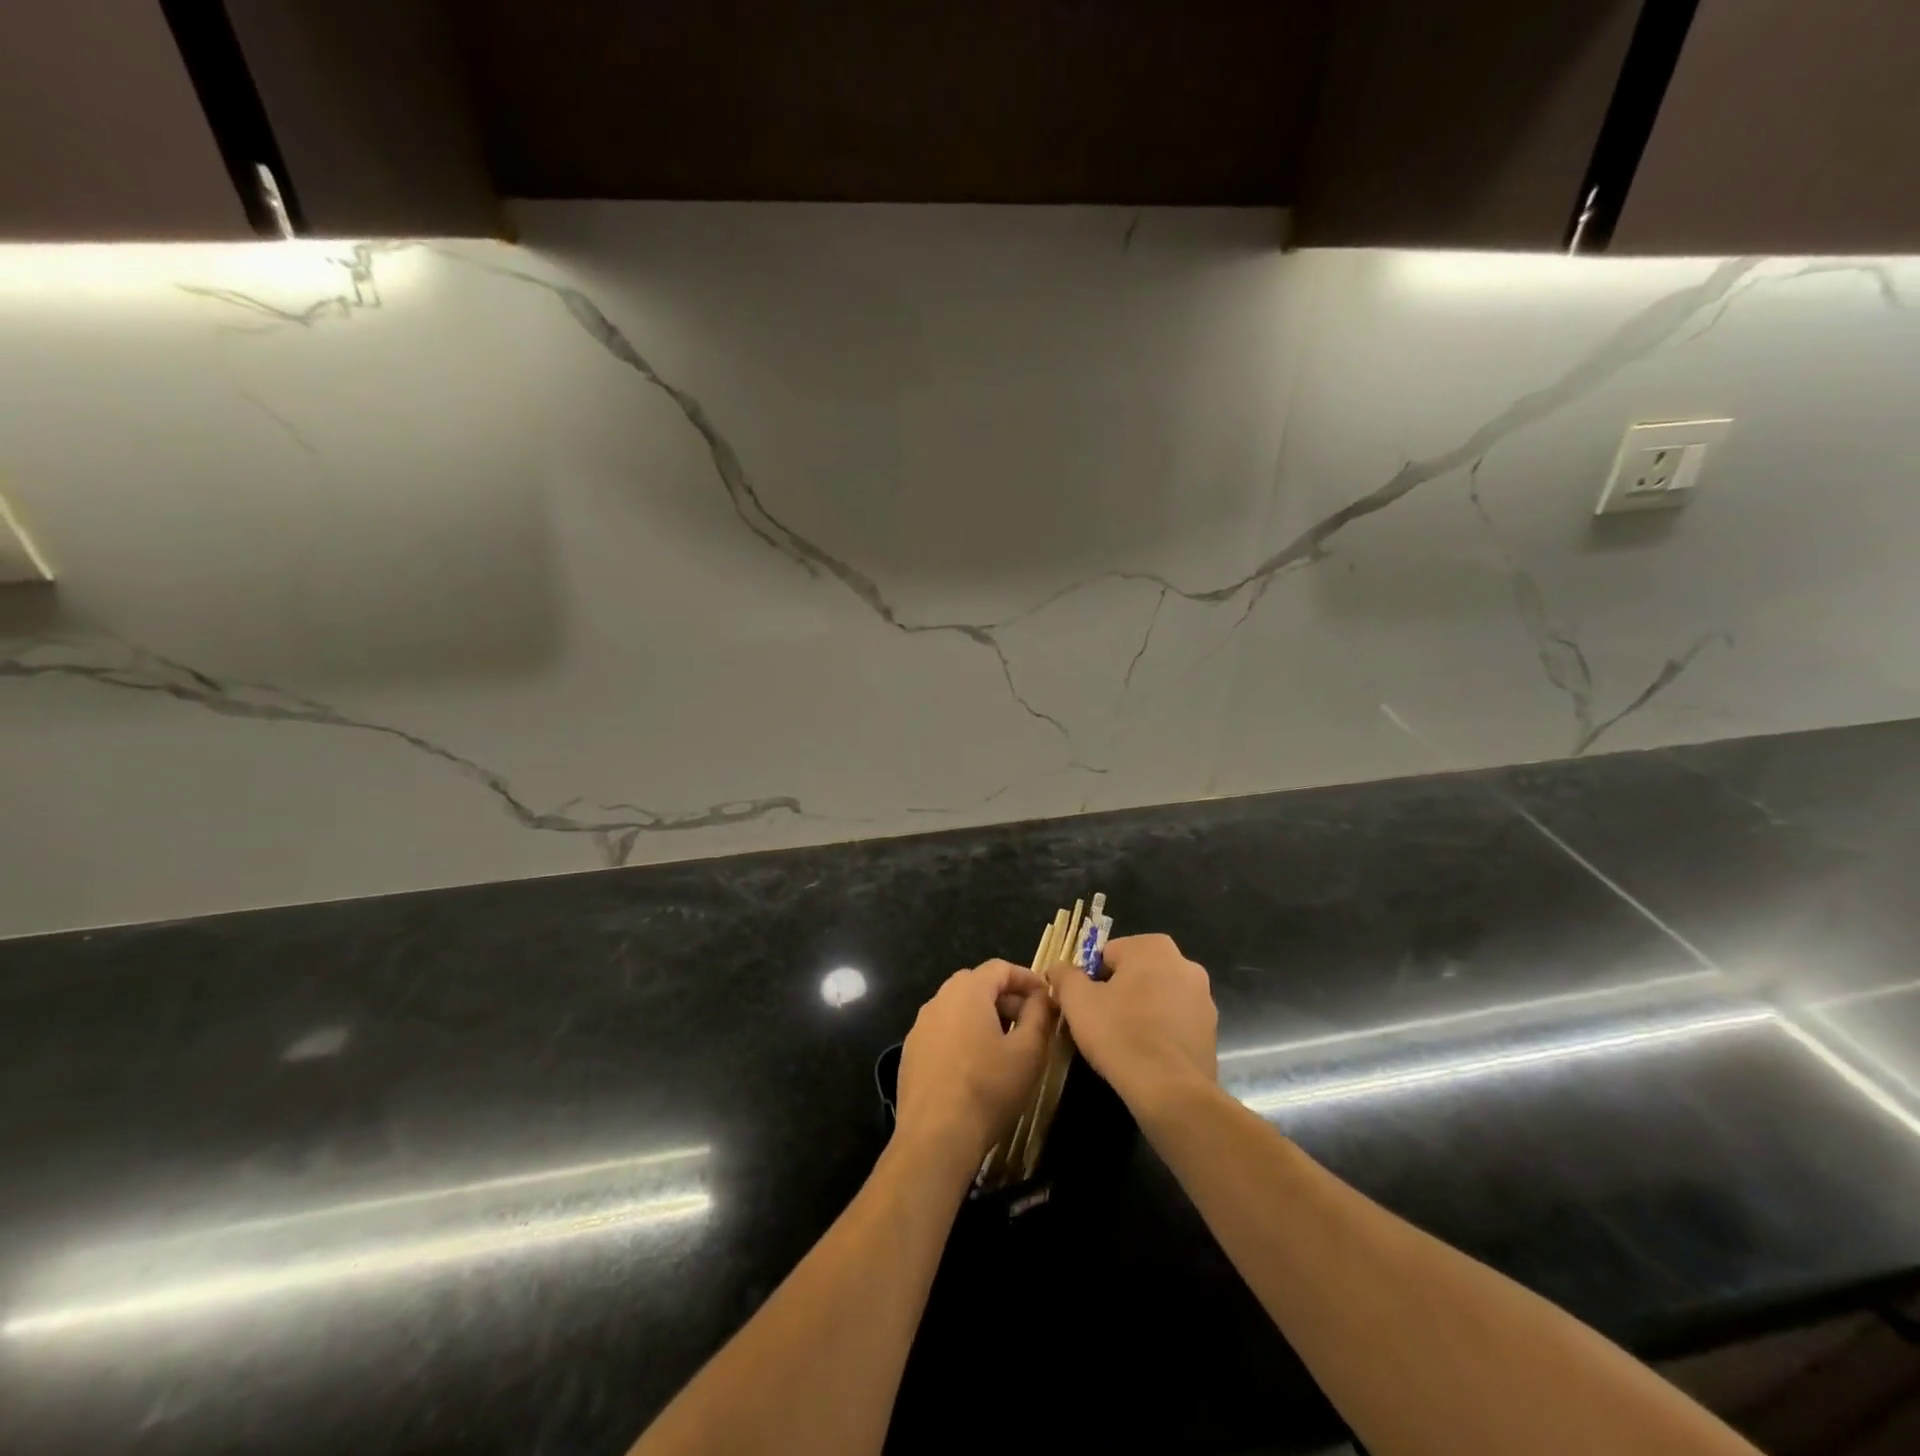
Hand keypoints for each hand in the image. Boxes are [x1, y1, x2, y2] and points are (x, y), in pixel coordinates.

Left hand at [896, 960, 1054, 1170]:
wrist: (935, 1137)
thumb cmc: (988, 1089)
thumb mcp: (1028, 1052)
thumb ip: (1038, 1015)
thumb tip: (1040, 997)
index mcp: (967, 991)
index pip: (999, 967)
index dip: (1026, 978)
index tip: (1046, 997)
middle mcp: (939, 1000)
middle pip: (976, 984)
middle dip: (1005, 997)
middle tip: (1028, 1021)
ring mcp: (920, 1026)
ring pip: (957, 1008)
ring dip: (983, 1016)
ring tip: (1005, 1044)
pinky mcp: (910, 1052)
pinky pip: (942, 1031)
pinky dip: (962, 1035)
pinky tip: (975, 1065)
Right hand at [1049, 933, 1216, 1112]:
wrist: (1169, 1090)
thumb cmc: (1119, 1034)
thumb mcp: (1077, 1001)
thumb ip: (1064, 976)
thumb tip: (1058, 968)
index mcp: (1153, 946)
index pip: (1108, 953)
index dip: (1091, 978)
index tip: (1085, 1004)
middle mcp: (1184, 963)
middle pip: (1136, 972)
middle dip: (1119, 991)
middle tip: (1102, 1021)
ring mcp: (1204, 997)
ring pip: (1158, 996)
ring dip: (1142, 1009)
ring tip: (1124, 1040)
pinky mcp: (1212, 1030)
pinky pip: (1176, 1021)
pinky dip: (1162, 1030)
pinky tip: (1147, 1054)